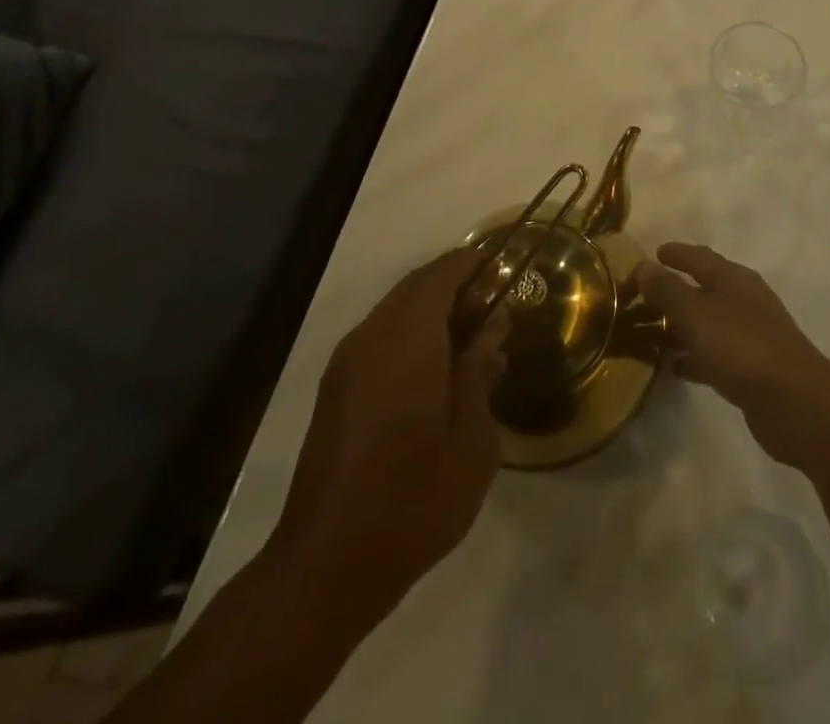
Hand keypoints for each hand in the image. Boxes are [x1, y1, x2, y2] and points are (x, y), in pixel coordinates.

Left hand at [266, 249, 509, 620]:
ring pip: (395, 311)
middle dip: (455, 287)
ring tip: (471, 343)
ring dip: (432, 312)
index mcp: (406, 342)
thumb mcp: (471, 438)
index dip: (471, 263)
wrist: (327, 565)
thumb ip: (480, 371)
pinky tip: (437, 372)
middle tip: (493, 310)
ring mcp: (347, 364)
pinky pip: (379, 338)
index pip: (440, 276)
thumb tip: (493, 326)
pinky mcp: (335, 389)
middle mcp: (371, 339)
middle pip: (415, 288)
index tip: (502, 266)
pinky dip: (411, 334)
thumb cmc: (415, 500)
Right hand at [635, 242, 829, 470]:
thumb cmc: (742, 347)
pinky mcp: (751, 371)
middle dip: (673, 292)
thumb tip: (645, 265)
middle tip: (641, 299)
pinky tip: (673, 368)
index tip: (653, 253)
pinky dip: (693, 357)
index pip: (699, 257)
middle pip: (703, 290)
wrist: (795, 403)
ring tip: (649, 334)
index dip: (675, 253)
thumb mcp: (697, 314)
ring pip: (707, 324)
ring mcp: (750, 336)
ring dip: (681, 327)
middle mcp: (744, 301)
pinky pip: (713, 356)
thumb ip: (668, 290)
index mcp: (734, 279)